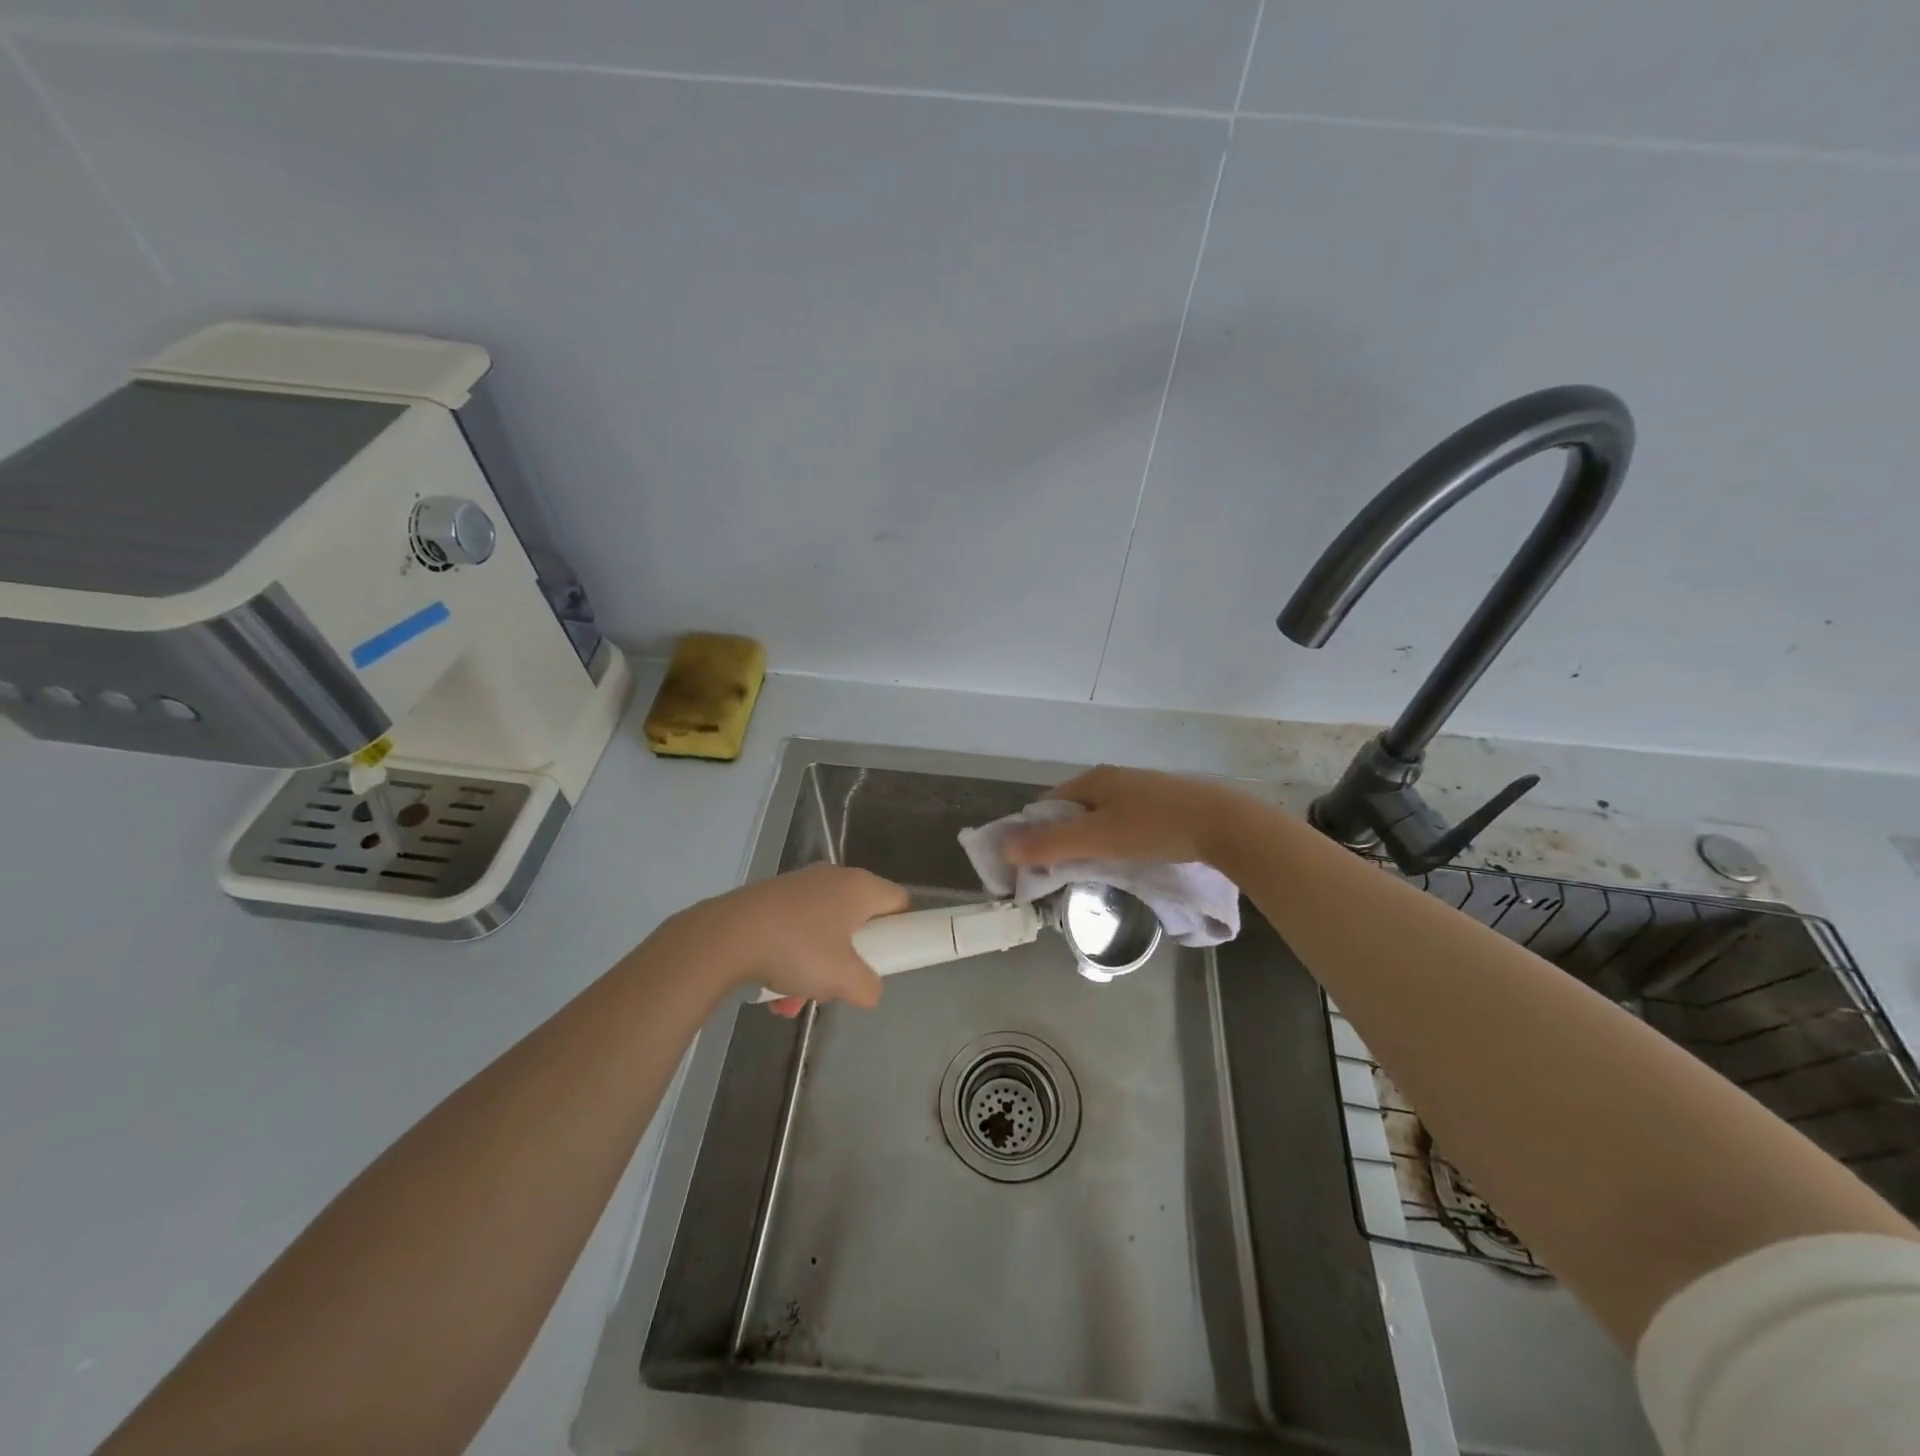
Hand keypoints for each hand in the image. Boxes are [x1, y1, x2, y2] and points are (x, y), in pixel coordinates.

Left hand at [666, 862, 908, 1017]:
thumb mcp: (844, 979)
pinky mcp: (770, 898)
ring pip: (823, 931)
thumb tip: (869, 990)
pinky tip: (772, 992)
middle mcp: (833, 878)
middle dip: (851, 958)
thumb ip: (869, 987)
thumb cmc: (798, 950)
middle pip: (859, 920)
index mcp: (860, 887)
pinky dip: (790, 960)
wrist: (726, 936)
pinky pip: (794, 931)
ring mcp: (799, 886)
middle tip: (841, 982)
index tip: (892, 958)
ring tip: (795, 999)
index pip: (900, 902)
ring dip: (816, 968)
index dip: (904, 930)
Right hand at [1003, 765, 1254, 870]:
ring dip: (1090, 841)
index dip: (1035, 833)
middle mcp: (1113, 778)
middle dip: (1063, 839)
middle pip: (1073, 811)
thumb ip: (1051, 844)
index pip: (1047, 805)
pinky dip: (1115, 839)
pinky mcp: (1162, 804)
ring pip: (1100, 817)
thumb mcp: (1097, 839)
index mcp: (1092, 779)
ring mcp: (1140, 790)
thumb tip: (1005, 849)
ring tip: (1096, 869)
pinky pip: (1124, 821)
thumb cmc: (1154, 828)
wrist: (1223, 824)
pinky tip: (1127, 858)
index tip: (1035, 864)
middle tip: (1064, 871)